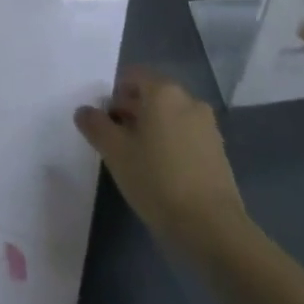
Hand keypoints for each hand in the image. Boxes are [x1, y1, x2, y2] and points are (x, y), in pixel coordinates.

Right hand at [75, 67, 242, 249]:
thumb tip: (84, 111)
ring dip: (151, 128)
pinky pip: (186, 135)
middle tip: (115, 140)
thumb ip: (95, 125)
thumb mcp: (115, 152)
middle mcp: (189, 100)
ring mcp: (207, 126)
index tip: (104, 120)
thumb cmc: (157, 180)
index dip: (114, 94)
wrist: (212, 228)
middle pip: (152, 94)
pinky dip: (170, 143)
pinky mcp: (218, 151)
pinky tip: (161, 172)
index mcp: (163, 92)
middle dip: (131, 111)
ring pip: (170, 116)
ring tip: (137, 159)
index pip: (132, 75)